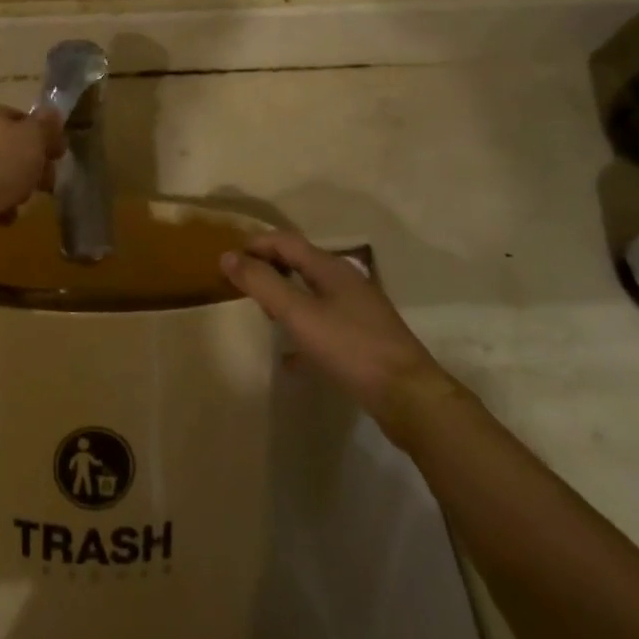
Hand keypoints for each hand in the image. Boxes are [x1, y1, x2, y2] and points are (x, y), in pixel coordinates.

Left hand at [0, 104, 64, 225]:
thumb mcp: (33, 138)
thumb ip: (46, 125)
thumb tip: (52, 113)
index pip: (22, 119)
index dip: (44, 136)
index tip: (59, 156)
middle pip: (13, 147)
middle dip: (33, 167)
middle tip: (46, 184)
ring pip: (2, 173)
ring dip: (18, 188)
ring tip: (21, 200)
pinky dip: (0, 205)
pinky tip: (5, 215)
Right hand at [221, 232, 460, 441]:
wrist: (410, 398)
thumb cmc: (351, 348)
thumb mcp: (299, 314)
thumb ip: (263, 283)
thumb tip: (227, 256)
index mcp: (330, 268)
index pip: (285, 241)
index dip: (255, 244)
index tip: (227, 258)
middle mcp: (346, 281)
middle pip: (300, 263)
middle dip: (269, 267)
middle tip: (242, 284)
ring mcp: (359, 310)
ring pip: (312, 293)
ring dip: (285, 296)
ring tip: (263, 314)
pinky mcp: (365, 338)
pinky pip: (324, 323)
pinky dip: (303, 329)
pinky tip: (290, 356)